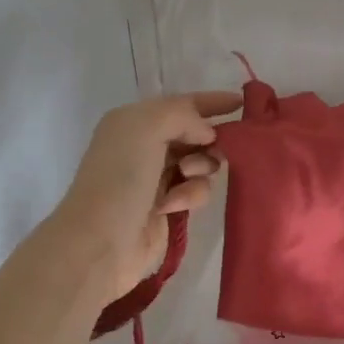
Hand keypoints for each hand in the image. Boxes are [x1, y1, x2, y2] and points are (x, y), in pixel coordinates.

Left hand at [49, 92, 240, 300]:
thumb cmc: (120, 178)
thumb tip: (207, 134)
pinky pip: (197, 191)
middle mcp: (145, 146)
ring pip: (202, 163)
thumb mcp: (146, 127)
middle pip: (196, 134)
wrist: (101, 241)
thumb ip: (183, 114)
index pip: (181, 104)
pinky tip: (173, 205)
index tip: (241, 103)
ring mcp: (157, 178)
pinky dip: (191, 194)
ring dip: (200, 167)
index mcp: (134, 122)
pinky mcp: (169, 207)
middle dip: (209, 140)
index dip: (211, 101)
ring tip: (185, 175)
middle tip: (215, 149)